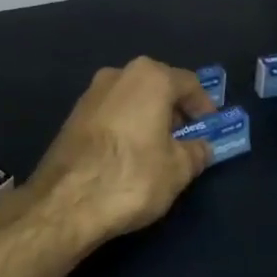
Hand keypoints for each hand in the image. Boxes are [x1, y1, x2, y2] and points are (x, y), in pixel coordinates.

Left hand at [26, 57, 218, 250]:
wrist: (66, 201)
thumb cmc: (132, 176)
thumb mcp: (178, 170)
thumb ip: (196, 152)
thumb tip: (202, 147)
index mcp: (150, 77)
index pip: (189, 83)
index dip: (204, 106)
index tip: (210, 128)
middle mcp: (118, 74)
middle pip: (157, 86)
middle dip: (174, 110)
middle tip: (186, 138)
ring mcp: (91, 93)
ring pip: (132, 99)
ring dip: (148, 117)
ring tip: (158, 149)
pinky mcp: (73, 115)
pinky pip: (111, 113)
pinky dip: (126, 126)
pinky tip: (129, 154)